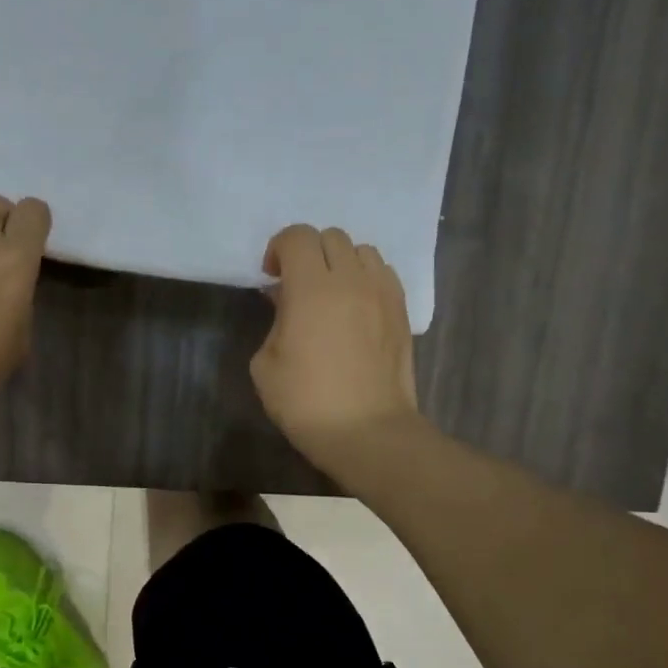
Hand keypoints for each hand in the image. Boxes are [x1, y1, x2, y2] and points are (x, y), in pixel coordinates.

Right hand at [251, 225, 420, 471]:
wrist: (367, 431)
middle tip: (296, 284)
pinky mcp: (402, 311)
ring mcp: (382, 293)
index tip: (271, 277)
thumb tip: (286, 302)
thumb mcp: (265, 363)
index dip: (278, 248)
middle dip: (308, 252)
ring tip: (329, 292)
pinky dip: (365, 277)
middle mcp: (351, 280)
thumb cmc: (306, 401)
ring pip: (362, 250)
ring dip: (340, 262)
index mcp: (311, 288)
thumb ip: (274, 321)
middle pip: (330, 237)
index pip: (297, 236)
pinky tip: (355, 306)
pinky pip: (383, 273)